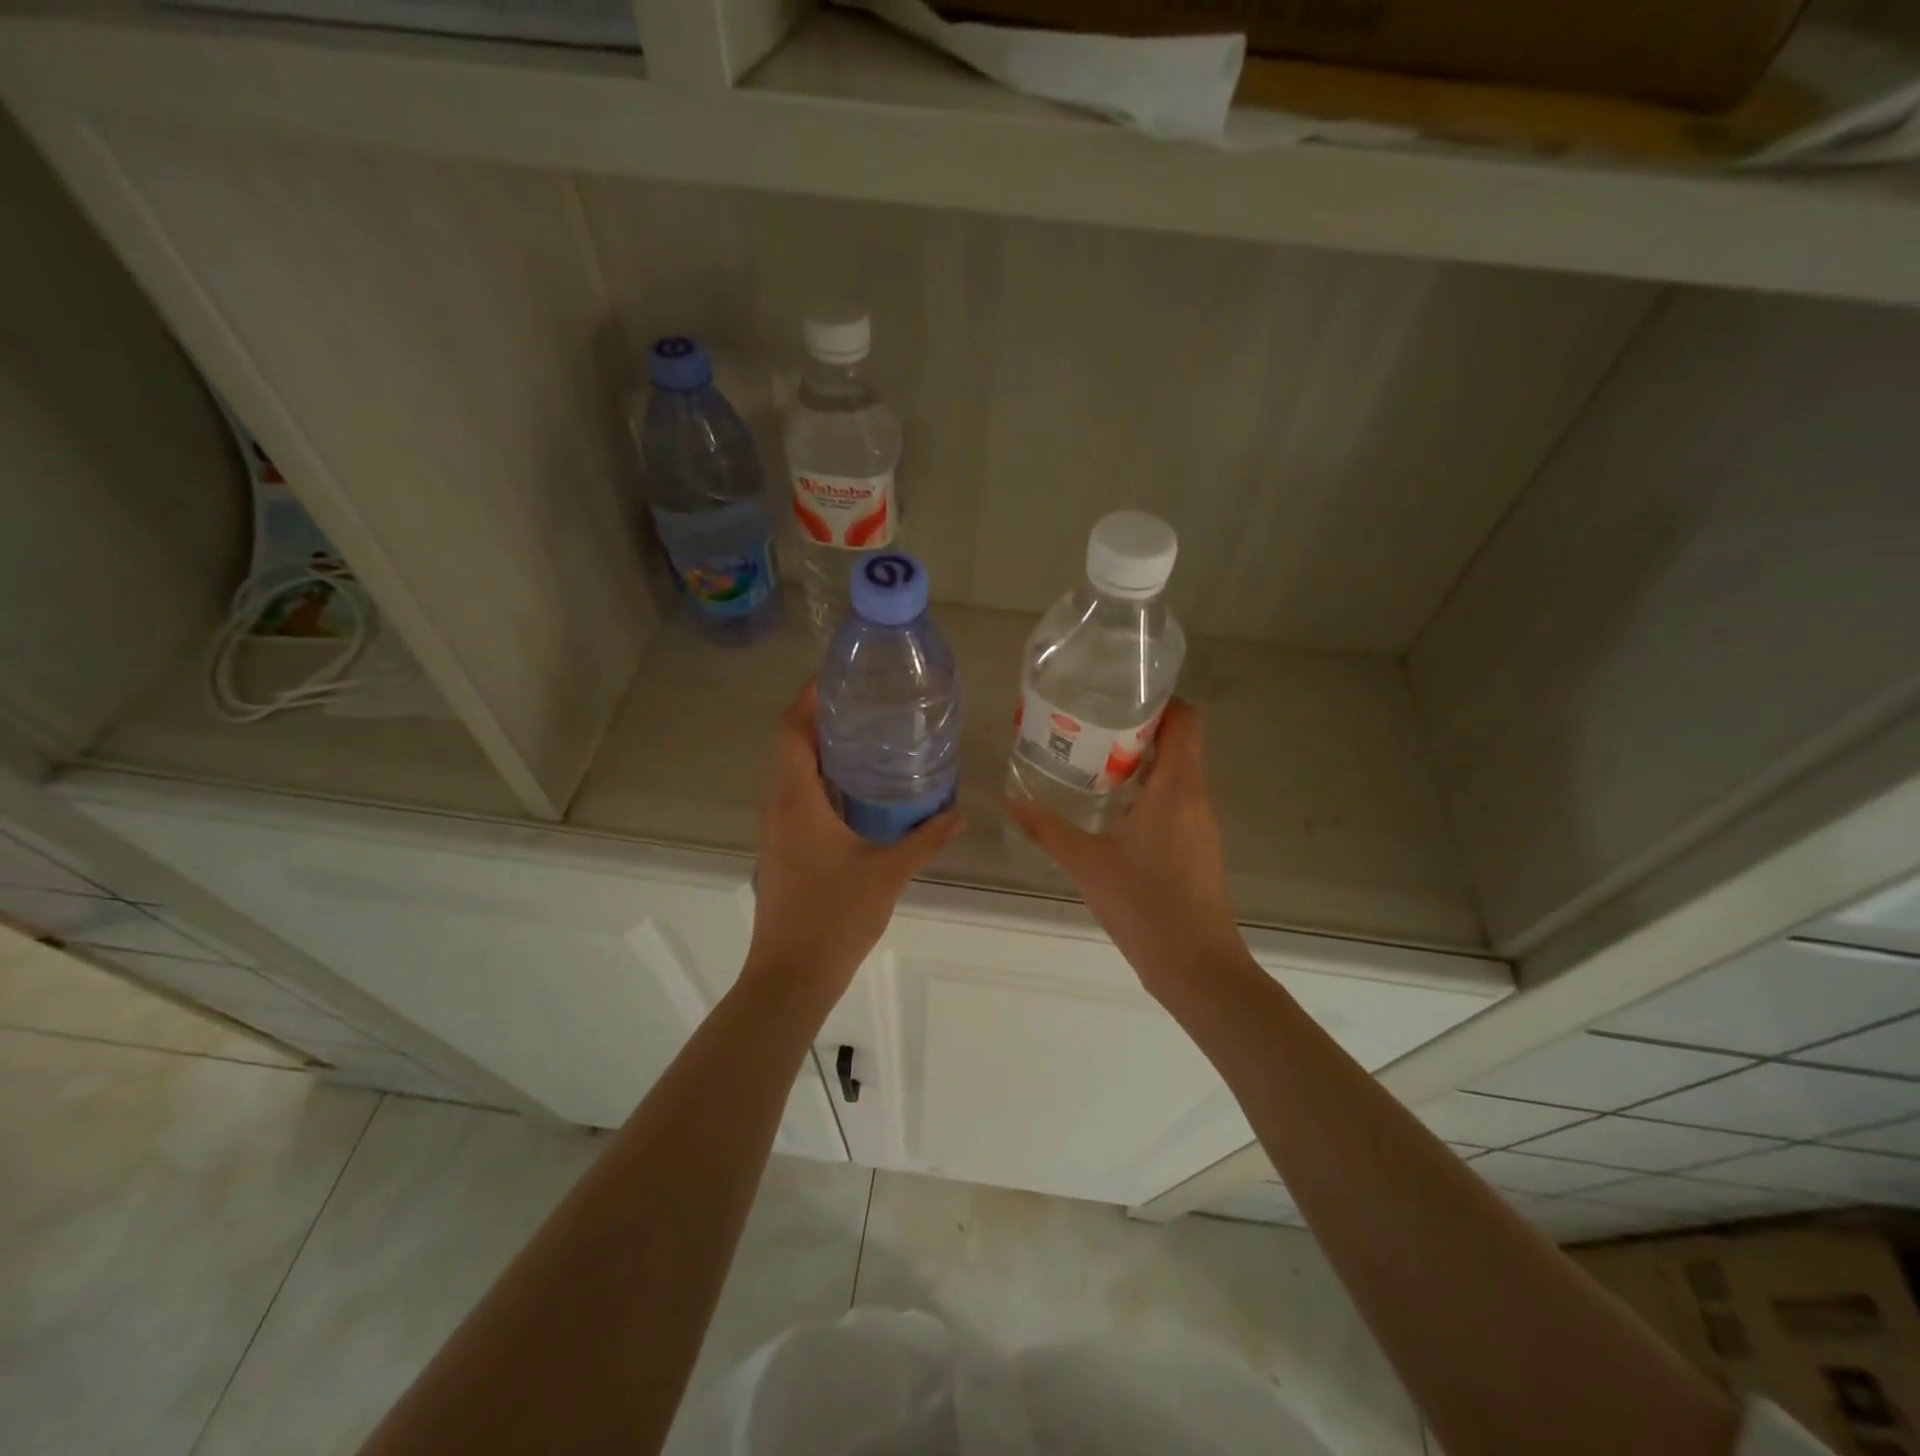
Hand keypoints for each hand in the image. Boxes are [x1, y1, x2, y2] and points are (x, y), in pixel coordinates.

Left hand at [745, 682, 963, 999]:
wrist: (791, 976)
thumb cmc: (835, 918)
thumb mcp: (888, 874)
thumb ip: (926, 839)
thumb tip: (959, 812)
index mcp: (796, 800)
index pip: (791, 730)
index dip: (808, 698)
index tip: (838, 679)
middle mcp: (778, 806)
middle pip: (790, 745)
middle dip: (822, 719)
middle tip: (867, 705)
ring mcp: (775, 829)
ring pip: (792, 773)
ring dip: (821, 751)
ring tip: (868, 738)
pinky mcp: (781, 848)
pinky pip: (796, 798)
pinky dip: (821, 781)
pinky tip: (858, 792)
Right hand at [1007, 700, 1251, 1002]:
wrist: (1197, 968)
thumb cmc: (1146, 906)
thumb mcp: (1087, 864)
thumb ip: (1047, 830)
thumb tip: (1011, 801)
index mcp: (1176, 788)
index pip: (1185, 719)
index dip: (1159, 700)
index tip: (1117, 697)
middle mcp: (1195, 796)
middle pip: (1178, 741)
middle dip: (1137, 727)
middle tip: (1089, 725)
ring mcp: (1199, 823)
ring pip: (1176, 771)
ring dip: (1141, 760)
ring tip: (1092, 759)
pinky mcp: (1196, 846)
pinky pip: (1175, 799)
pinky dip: (1147, 789)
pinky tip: (1110, 808)